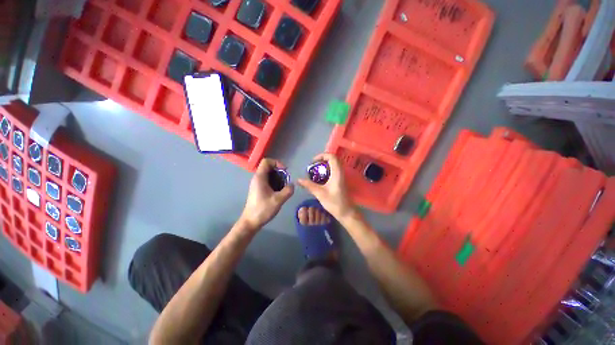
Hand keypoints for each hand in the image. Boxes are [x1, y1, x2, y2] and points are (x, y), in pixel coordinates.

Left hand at [240, 158, 293, 230]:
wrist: (250, 222)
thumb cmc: (263, 209)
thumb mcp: (278, 200)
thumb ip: (288, 190)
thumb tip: (292, 185)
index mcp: (260, 177)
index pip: (267, 161)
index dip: (277, 163)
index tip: (285, 171)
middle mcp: (257, 178)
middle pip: (269, 167)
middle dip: (280, 172)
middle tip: (286, 181)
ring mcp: (257, 184)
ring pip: (269, 174)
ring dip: (278, 178)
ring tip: (284, 187)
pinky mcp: (259, 189)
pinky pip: (268, 181)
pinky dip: (275, 183)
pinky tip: (279, 192)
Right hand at [297, 153, 354, 219]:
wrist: (346, 213)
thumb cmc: (334, 203)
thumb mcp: (320, 193)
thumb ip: (309, 185)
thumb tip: (298, 180)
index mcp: (337, 173)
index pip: (332, 156)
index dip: (322, 155)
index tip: (313, 162)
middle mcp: (340, 172)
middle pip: (333, 159)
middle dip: (322, 159)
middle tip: (313, 165)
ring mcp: (341, 176)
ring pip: (334, 164)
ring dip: (324, 164)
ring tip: (315, 171)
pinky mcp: (340, 180)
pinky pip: (334, 170)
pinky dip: (326, 170)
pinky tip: (320, 177)